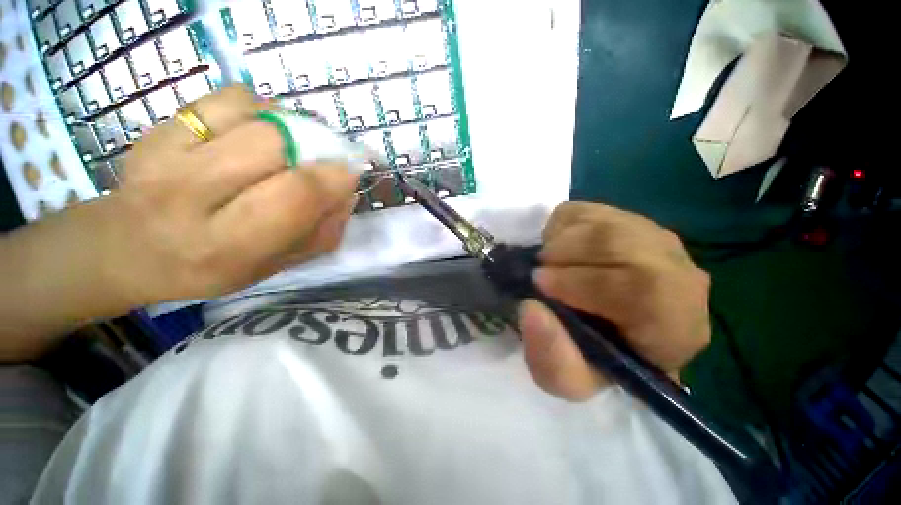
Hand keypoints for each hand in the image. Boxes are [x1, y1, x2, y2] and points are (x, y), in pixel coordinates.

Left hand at [100, 86, 358, 304]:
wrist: (128, 246)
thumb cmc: (213, 266)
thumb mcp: (277, 266)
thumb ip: (322, 233)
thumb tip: (348, 193)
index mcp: (227, 244)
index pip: (296, 195)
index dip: (334, 177)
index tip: (351, 173)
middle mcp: (190, 196)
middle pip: (275, 144)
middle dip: (316, 148)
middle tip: (323, 159)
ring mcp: (167, 153)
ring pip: (254, 115)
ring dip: (290, 127)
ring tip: (291, 148)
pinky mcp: (159, 126)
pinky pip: (228, 98)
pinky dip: (260, 109)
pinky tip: (259, 131)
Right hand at [517, 202, 710, 400]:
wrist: (606, 330)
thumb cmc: (594, 360)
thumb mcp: (568, 380)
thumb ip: (552, 359)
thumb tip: (531, 308)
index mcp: (677, 325)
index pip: (647, 289)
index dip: (585, 283)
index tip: (542, 287)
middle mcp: (678, 272)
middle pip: (619, 243)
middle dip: (564, 257)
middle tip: (538, 275)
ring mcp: (650, 236)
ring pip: (600, 222)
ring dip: (559, 244)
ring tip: (548, 265)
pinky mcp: (622, 217)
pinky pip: (583, 211)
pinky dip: (558, 229)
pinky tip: (559, 251)